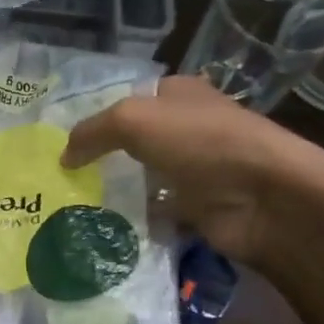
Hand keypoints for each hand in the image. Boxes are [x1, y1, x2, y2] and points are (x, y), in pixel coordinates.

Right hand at [61, 74, 323, 265]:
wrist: (265, 198)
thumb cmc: (200, 142)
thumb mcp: (133, 120)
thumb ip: (92, 132)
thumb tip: (63, 156)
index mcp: (178, 95)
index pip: (128, 99)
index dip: (96, 116)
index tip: (61, 140)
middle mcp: (187, 128)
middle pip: (133, 141)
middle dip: (100, 157)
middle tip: (59, 176)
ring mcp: (195, 170)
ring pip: (142, 178)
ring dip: (114, 191)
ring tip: (70, 204)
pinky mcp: (198, 208)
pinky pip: (156, 212)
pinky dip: (134, 220)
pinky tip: (101, 228)